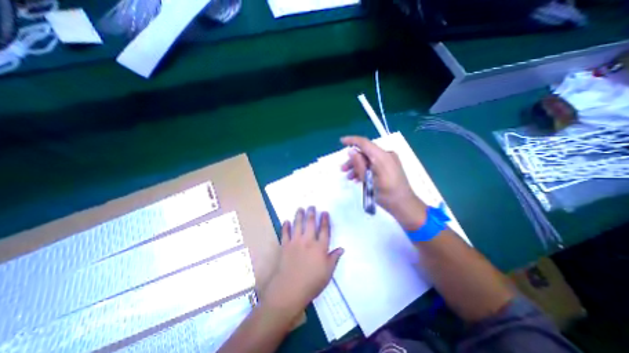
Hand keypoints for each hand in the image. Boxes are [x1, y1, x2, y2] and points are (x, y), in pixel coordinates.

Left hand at [263, 207, 346, 313]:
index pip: (324, 230)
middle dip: (311, 213)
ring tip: (300, 208)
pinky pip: (285, 233)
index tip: (324, 212)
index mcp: (320, 247)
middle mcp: (308, 241)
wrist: (290, 289)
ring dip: (299, 215)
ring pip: (298, 225)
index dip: (325, 220)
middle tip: (311, 206)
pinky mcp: (285, 246)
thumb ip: (334, 258)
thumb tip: (341, 248)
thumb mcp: (328, 272)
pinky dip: (285, 226)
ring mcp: (295, 242)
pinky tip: (286, 221)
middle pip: (310, 224)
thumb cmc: (312, 282)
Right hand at [342, 135, 429, 231]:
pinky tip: (358, 179)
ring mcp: (389, 161)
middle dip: (353, 160)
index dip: (352, 140)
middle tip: (343, 169)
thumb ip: (360, 165)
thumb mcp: (369, 181)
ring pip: (369, 159)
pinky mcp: (390, 166)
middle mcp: (386, 155)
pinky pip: (375, 164)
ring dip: (358, 166)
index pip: (365, 143)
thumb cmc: (386, 195)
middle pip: (366, 152)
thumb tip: (351, 151)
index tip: (341, 141)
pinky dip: (366, 169)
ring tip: (349, 177)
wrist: (404, 205)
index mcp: (382, 157)